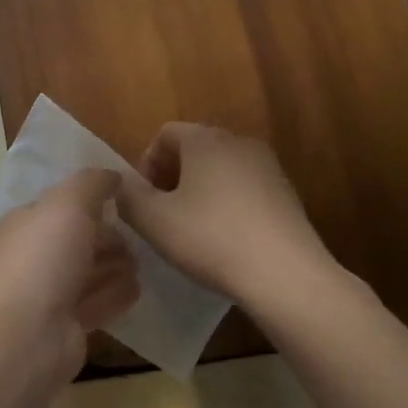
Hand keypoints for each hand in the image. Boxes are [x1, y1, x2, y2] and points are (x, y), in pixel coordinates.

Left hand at [0, 169, 139, 376]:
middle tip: (138, 238)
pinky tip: (136, 289)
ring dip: (114, 266)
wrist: (29, 331)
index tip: (124, 202)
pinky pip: (97, 303)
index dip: (91, 202)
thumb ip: (92, 183)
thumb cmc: (45, 257)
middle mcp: (34, 257)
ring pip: (87, 273)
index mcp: (26, 224)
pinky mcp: (67, 326)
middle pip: (77, 241)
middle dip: (107, 237)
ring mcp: (49, 294)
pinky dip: (115, 295)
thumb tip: (113, 176)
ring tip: (141, 262)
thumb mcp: (69, 203)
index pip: (61, 207)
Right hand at [117, 123, 336, 301]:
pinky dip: (226, 204)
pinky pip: (244, 188)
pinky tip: (222, 239)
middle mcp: (240, 143)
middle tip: (161, 213)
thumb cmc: (210, 238)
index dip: (146, 162)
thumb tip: (121, 185)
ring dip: (198, 191)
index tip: (142, 198)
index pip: (166, 133)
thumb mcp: (152, 220)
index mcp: (206, 140)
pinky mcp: (286, 194)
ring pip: (220, 169)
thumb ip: (128, 196)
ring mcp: (268, 168)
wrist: (285, 274)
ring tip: (190, 228)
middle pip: (194, 148)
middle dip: (171, 177)